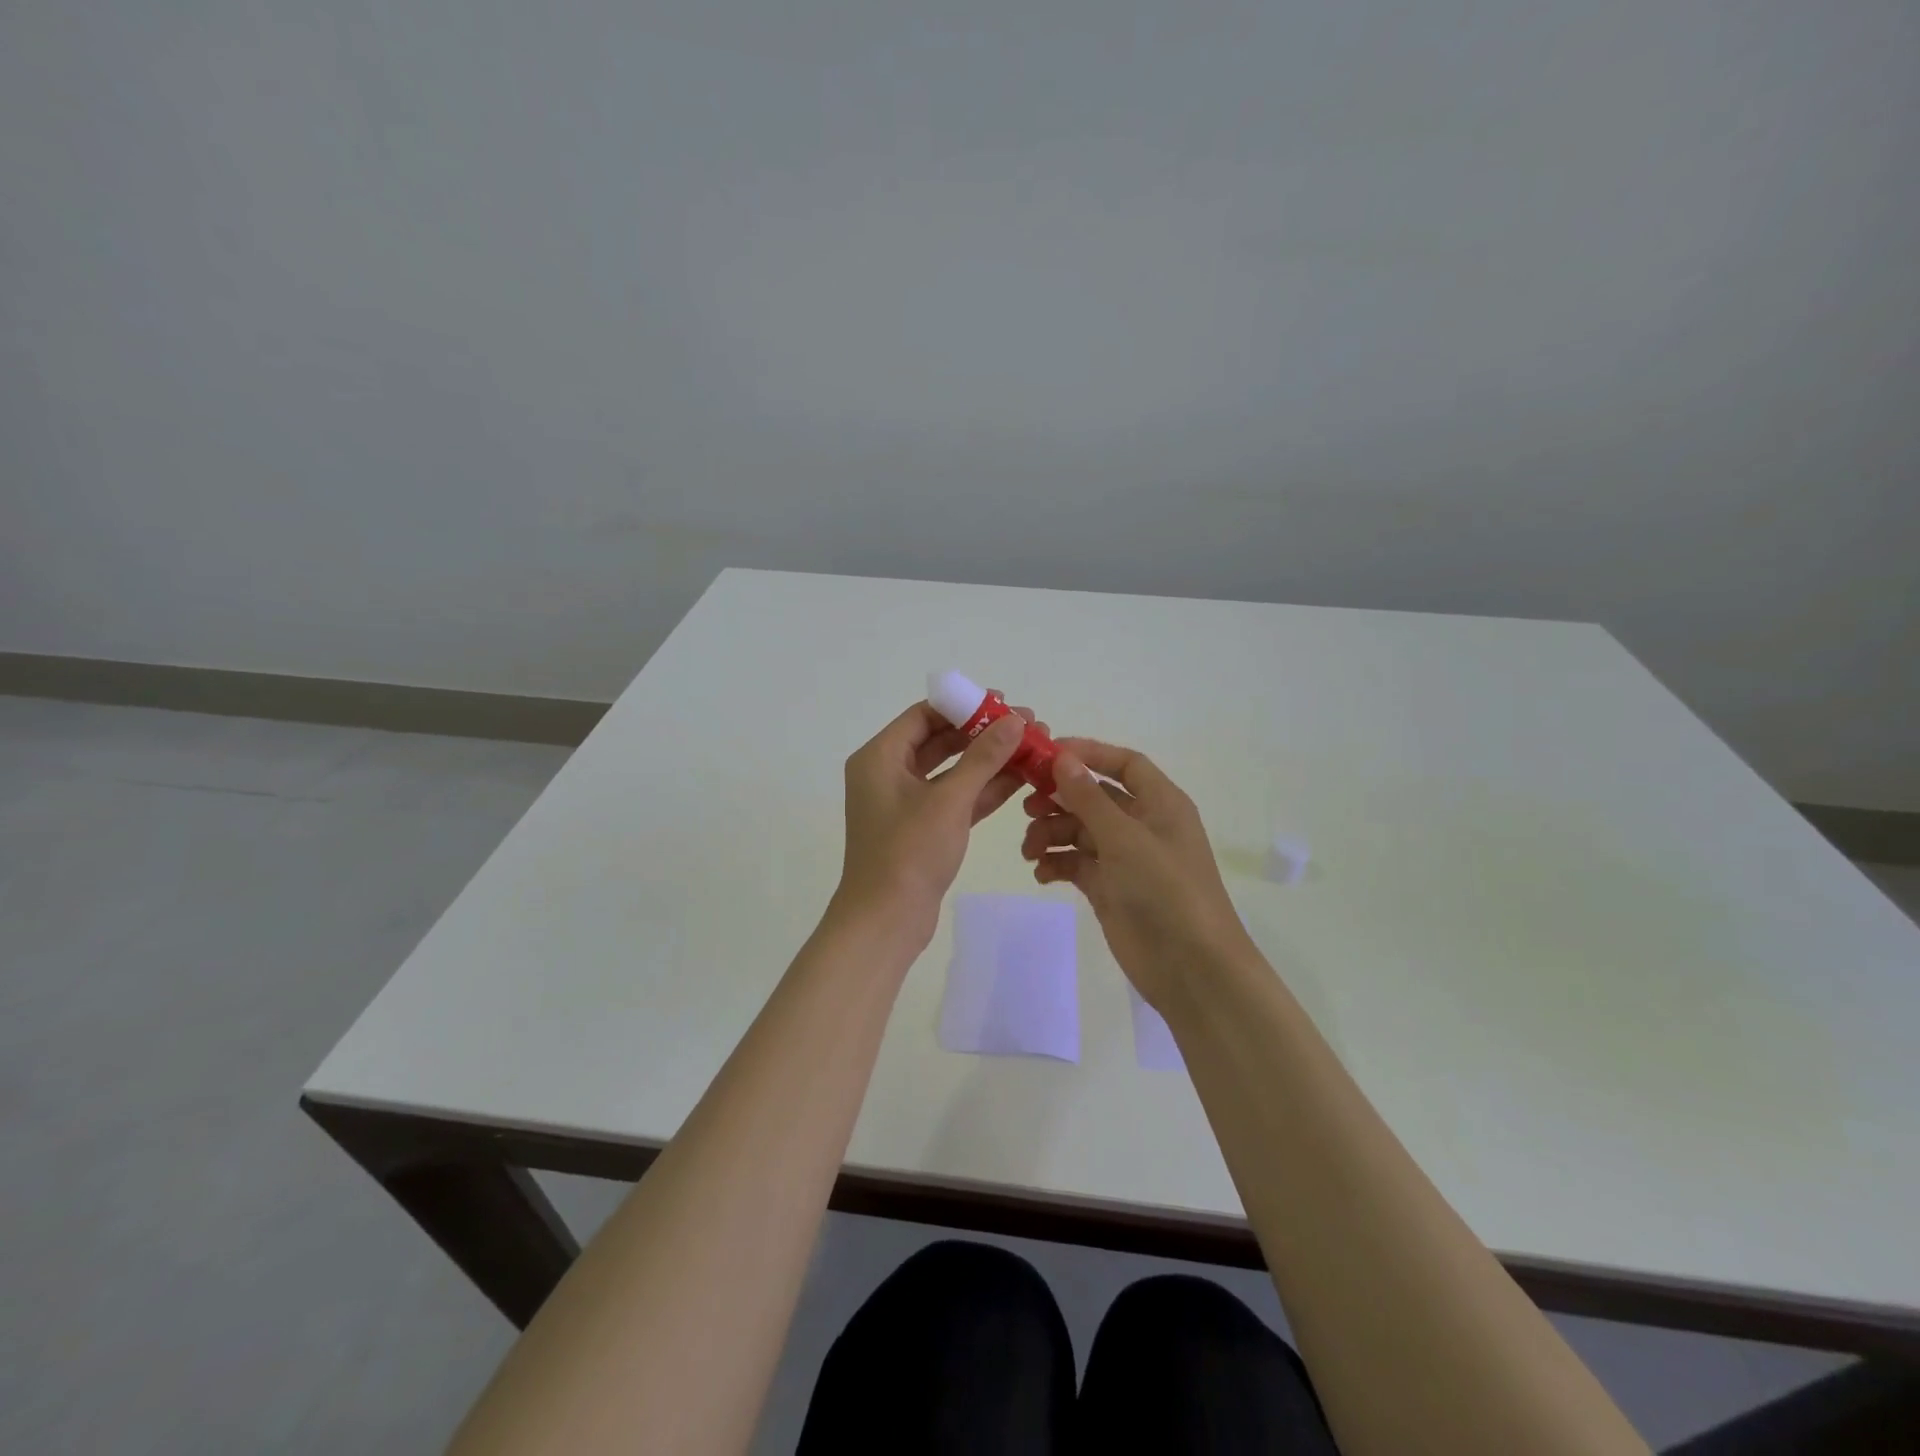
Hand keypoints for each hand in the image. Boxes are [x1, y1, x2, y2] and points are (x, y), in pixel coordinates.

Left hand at [834, 698, 1042, 939]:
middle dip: (983, 733)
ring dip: (989, 760)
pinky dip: (983, 789)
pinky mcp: (922, 829)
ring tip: (1032, 748)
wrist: (886, 921)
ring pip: (951, 771)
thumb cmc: (909, 852)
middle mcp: (888, 774)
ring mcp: (905, 803)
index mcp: (879, 757)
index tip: (1003, 702)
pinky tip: (1021, 778)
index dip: (964, 705)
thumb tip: (1015, 721)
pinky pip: (955, 798)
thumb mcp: (949, 800)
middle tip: (1026, 725)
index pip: (923, 715)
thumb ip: (983, 757)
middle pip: (940, 740)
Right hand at [1021, 739, 1253, 1010]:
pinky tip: (1041, 874)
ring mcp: (1126, 858)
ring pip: (1080, 831)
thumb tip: (1062, 758)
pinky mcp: (1110, 888)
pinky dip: (1057, 863)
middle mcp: (1143, 825)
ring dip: (1052, 834)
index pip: (1124, 763)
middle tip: (1027, 807)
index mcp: (1160, 803)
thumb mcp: (1125, 838)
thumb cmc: (1165, 890)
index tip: (1047, 755)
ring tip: (1031, 851)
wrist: (1191, 968)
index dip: (1088, 753)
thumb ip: (1089, 798)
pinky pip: (1077, 864)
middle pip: (1094, 797)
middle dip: (1060, 799)